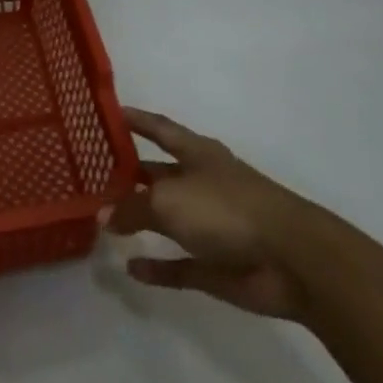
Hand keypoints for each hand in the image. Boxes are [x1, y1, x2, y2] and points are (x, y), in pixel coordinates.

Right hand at [102, 108, 324, 321]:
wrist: (291, 259)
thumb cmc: (226, 209)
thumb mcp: (168, 200)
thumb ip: (132, 207)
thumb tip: (103, 214)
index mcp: (197, 154)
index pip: (159, 128)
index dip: (136, 119)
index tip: (109, 113)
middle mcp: (202, 183)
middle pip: (159, 173)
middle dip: (130, 174)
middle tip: (91, 174)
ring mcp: (210, 225)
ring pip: (167, 219)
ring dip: (139, 220)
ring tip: (102, 220)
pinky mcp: (216, 265)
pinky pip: (178, 264)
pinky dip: (157, 267)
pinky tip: (130, 269)